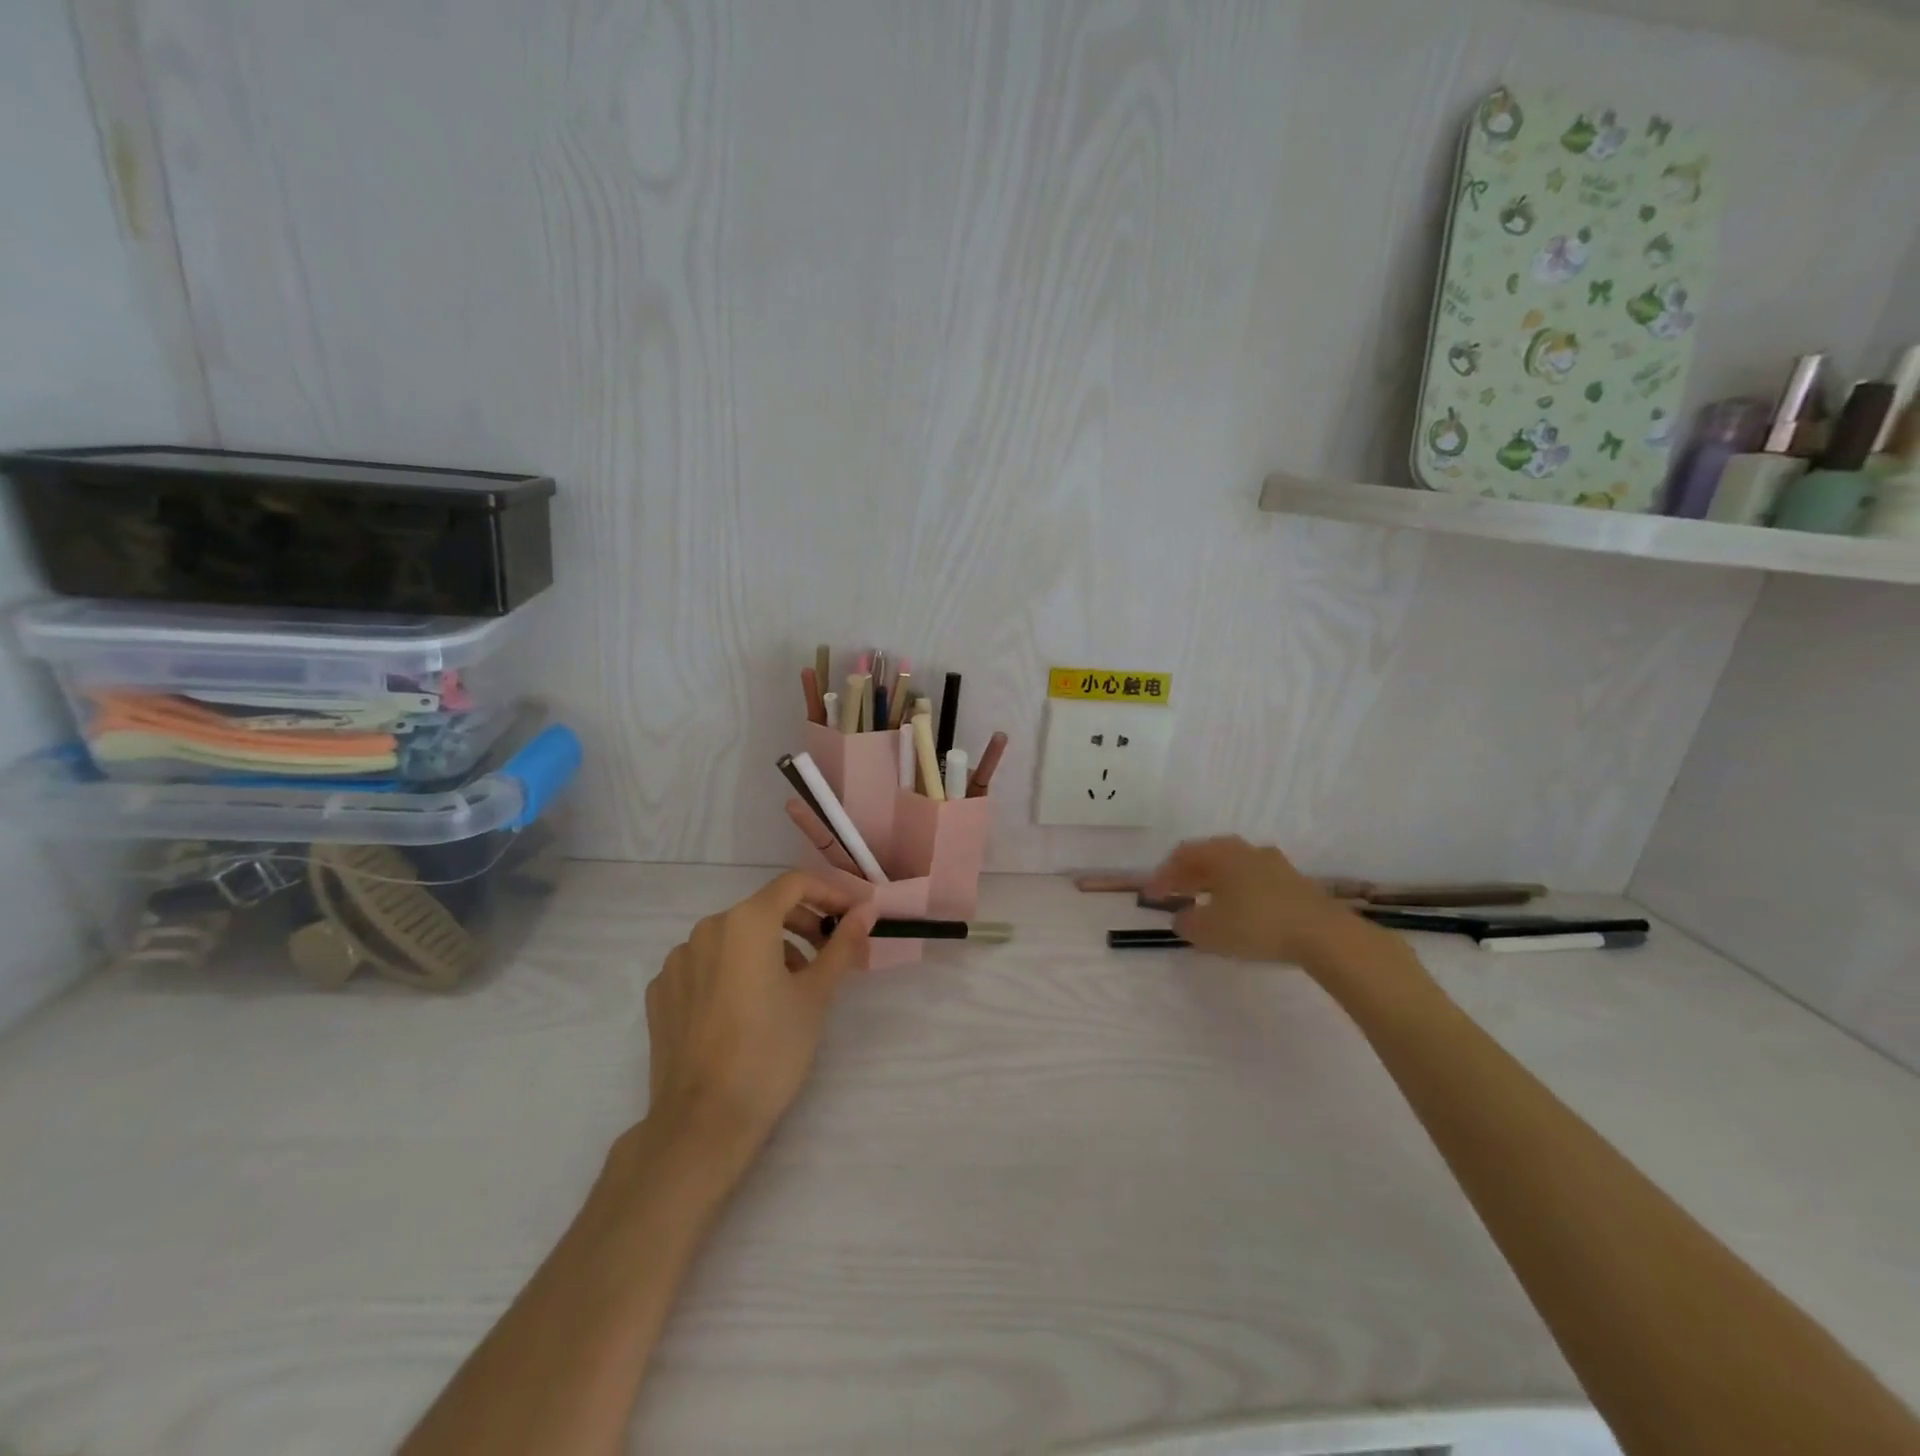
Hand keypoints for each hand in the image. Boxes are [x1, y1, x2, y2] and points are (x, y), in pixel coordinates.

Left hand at [644, 872, 875, 1152]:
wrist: (703, 1121)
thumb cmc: (771, 1050)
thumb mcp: (816, 995)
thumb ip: (842, 945)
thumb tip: (866, 911)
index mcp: (746, 921)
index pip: (794, 884)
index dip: (829, 893)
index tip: (852, 917)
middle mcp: (706, 929)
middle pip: (764, 910)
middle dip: (802, 925)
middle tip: (830, 956)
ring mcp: (677, 961)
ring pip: (734, 939)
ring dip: (768, 950)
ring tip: (790, 989)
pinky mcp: (661, 992)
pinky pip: (706, 966)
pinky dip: (733, 972)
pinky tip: (745, 1010)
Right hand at [1143, 836, 1358, 967]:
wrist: (1323, 935)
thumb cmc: (1257, 925)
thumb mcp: (1209, 930)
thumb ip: (1187, 922)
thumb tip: (1182, 916)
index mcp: (1222, 853)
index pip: (1182, 855)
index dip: (1162, 875)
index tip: (1150, 898)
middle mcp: (1246, 851)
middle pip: (1208, 857)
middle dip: (1187, 876)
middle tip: (1173, 895)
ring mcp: (1273, 864)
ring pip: (1232, 868)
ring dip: (1213, 883)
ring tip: (1203, 904)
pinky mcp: (1294, 883)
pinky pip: (1253, 880)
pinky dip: (1236, 892)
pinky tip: (1237, 912)